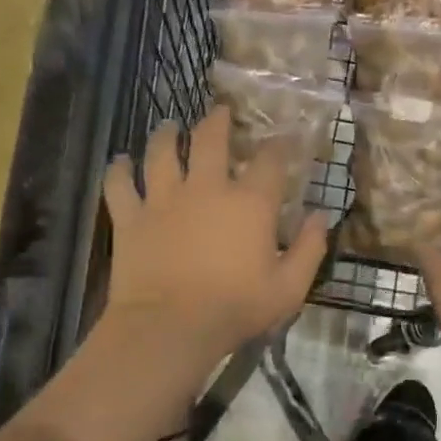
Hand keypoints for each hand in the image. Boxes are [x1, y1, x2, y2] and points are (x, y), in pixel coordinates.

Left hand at [100, 106, 326, 363]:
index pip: (269, 160)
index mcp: (249, 202)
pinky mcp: (130, 218)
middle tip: (220, 112)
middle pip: (210, 140)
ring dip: (167, 135)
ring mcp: (163, 199)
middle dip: (218, 121)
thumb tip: (322, 217)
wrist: (170, 328)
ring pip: (161, 153)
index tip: (283, 139)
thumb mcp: (289, 288)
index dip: (279, 144)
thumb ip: (310, 249)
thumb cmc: (235, 308)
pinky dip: (118, 170)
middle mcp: (206, 188)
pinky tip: (119, 161)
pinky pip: (119, 184)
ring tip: (169, 126)